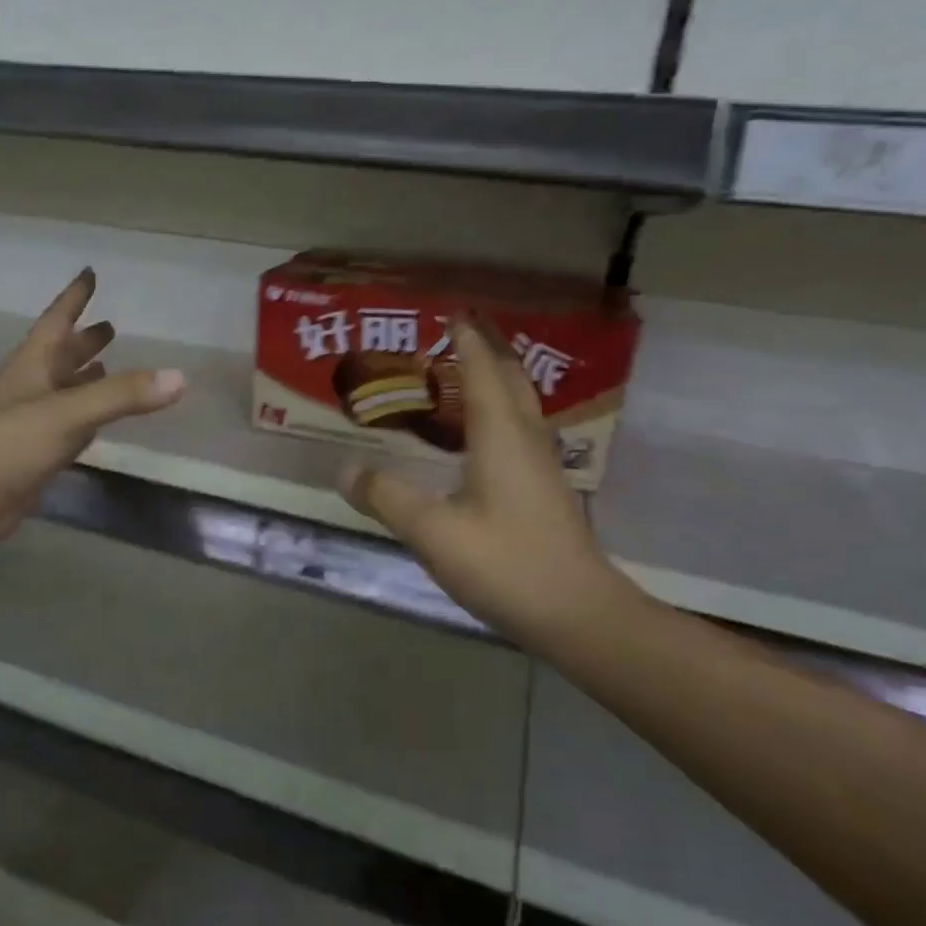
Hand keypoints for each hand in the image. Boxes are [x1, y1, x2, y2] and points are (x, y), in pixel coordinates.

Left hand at [0, 269, 184, 544]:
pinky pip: (62, 424)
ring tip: (106, 365)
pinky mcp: (30, 454)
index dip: (74, 298)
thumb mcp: (68, 413)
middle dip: (83, 341)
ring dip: (82, 376)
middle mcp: (27, 387)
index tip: (89, 273)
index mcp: (30, 366)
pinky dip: (81, 416)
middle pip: (59, 356)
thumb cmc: (8, 443)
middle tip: (110, 327)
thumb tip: (180, 377)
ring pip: (60, 390)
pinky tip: (95, 421)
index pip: (56, 321)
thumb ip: (122, 395)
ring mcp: (26, 422)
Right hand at [339, 316, 642, 646]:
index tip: (449, 312)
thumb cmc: (506, 564)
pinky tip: (479, 432)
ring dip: (494, 377)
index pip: (481, 371)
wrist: (578, 614)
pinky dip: (498, 410)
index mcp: (500, 435)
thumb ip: (387, 497)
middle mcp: (525, 438)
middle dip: (485, 349)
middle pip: (509, 378)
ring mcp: (540, 464)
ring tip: (462, 371)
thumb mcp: (434, 532)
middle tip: (455, 332)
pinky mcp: (544, 488)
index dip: (465, 339)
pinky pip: (519, 428)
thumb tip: (346, 469)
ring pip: (519, 403)